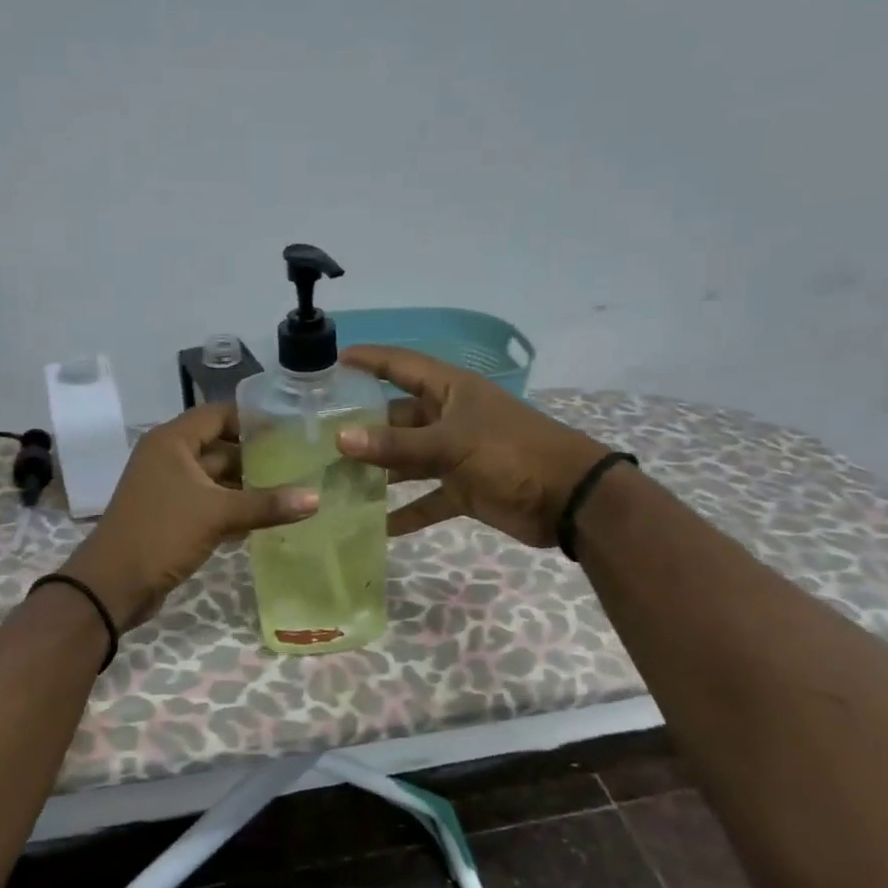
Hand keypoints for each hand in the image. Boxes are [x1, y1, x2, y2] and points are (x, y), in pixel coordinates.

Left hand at [59, 402, 318, 629]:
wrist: (113, 585)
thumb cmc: (162, 533)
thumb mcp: (217, 514)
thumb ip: (267, 505)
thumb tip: (316, 498)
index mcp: (172, 441)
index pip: (218, 414)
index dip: (253, 419)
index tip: (291, 427)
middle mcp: (169, 457)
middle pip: (220, 446)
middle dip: (257, 456)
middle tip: (300, 461)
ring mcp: (170, 488)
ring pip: (217, 478)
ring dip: (248, 485)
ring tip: (292, 489)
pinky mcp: (173, 516)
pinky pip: (209, 503)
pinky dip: (234, 508)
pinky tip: (266, 519)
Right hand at [334, 345, 611, 546]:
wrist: (570, 500)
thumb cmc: (511, 454)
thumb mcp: (451, 444)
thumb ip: (396, 445)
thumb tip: (340, 439)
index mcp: (450, 391)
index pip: (400, 365)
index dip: (368, 361)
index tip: (330, 364)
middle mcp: (449, 418)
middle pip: (397, 417)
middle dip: (362, 427)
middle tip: (317, 440)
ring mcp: (456, 455)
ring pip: (407, 459)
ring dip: (377, 472)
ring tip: (334, 482)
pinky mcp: (463, 489)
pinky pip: (425, 499)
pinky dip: (405, 512)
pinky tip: (375, 526)